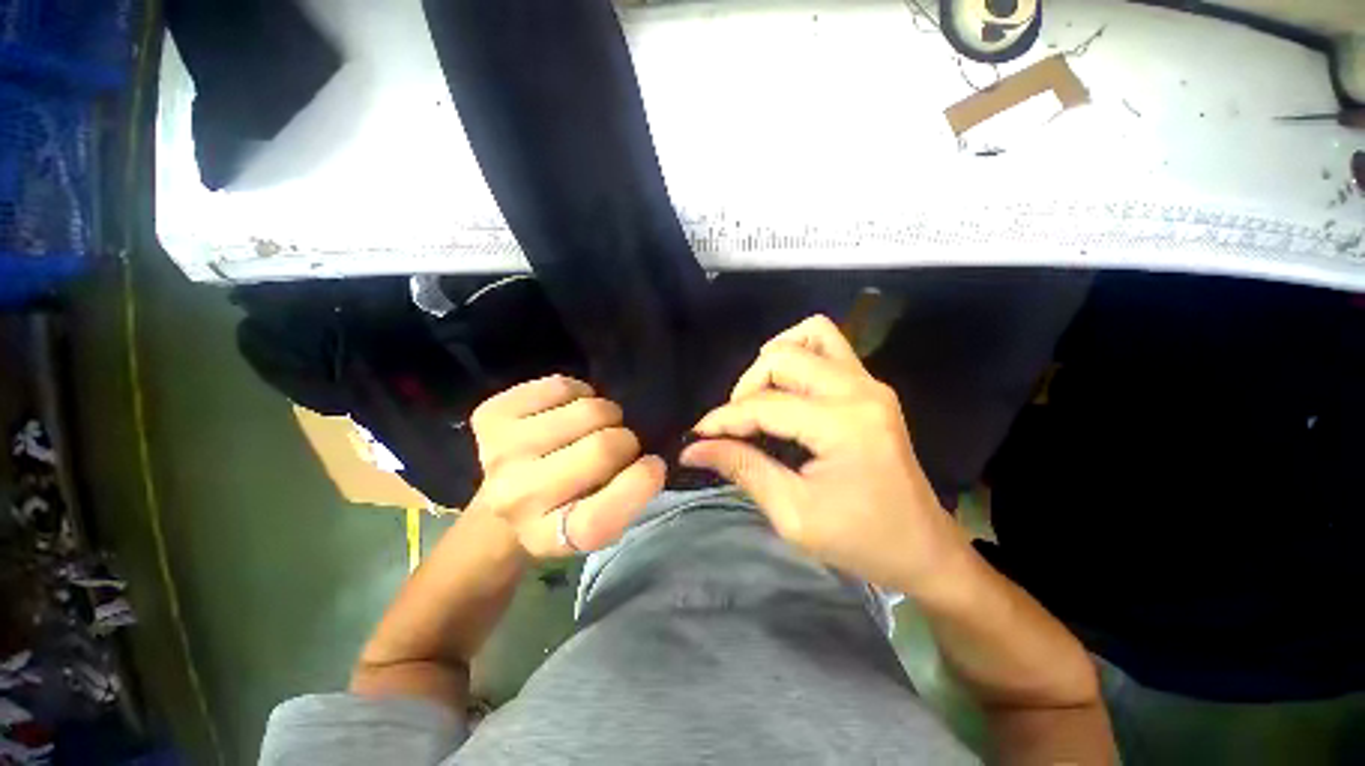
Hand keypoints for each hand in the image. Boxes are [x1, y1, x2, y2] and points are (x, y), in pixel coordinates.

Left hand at [468, 375, 665, 557]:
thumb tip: (655, 458)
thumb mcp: (604, 520)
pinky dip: (580, 394)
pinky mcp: (492, 415)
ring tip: (593, 428)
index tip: (653, 465)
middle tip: (619, 445)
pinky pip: (563, 386)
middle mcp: (516, 497)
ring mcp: (499, 452)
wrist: (506, 495)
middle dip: (626, 441)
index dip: (640, 484)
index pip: (601, 517)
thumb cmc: (568, 506)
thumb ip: (632, 495)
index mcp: (548, 537)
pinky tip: (569, 412)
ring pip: (589, 410)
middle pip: (604, 448)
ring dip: (606, 415)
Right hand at [681, 316, 967, 595]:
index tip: (698, 436)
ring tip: (760, 398)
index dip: (724, 418)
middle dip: (747, 386)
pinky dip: (799, 357)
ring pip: (810, 336)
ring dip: (774, 361)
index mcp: (843, 425)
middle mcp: (859, 390)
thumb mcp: (793, 514)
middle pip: (784, 356)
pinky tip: (787, 389)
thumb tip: (694, 449)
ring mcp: (870, 383)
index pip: (765, 405)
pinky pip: (829, 347)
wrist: (925, 550)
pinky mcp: (871, 387)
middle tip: (735, 423)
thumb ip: (743, 469)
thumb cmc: (862, 542)